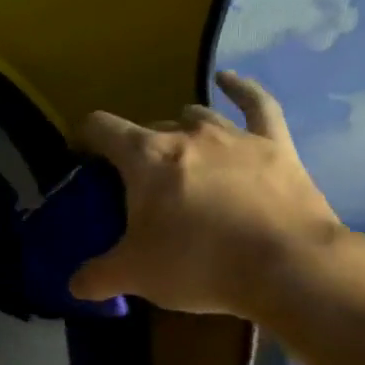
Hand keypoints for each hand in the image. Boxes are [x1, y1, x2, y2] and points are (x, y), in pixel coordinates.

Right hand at [70, 71, 349, 322]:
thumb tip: (75, 285)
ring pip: (196, 117)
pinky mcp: (275, 145)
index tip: (83, 159)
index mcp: (144, 157)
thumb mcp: (135, 275)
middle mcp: (185, 134)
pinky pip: (258, 105)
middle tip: (138, 185)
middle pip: (148, 127)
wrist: (290, 268)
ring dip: (180, 131)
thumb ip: (97, 276)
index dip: (85, 139)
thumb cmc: (200, 264)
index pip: (100, 128)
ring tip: (179, 153)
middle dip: (137, 149)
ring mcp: (233, 136)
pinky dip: (241, 89)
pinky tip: (228, 80)